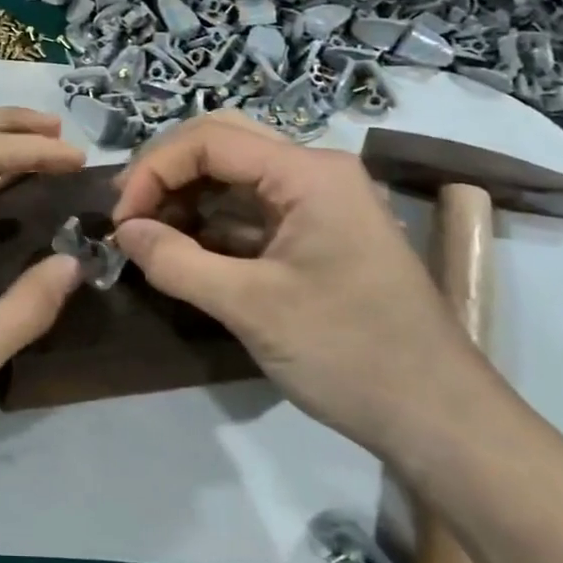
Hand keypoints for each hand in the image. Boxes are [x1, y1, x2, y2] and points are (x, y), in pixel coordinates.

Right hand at [111, 112, 490, 456]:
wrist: (441, 421)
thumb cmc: (350, 355)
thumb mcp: (251, 308)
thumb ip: (176, 261)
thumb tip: (123, 232)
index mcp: (308, 172)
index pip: (210, 140)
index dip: (154, 170)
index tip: (122, 220)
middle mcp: (315, 171)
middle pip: (222, 143)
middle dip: (167, 172)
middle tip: (129, 213)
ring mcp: (318, 202)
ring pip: (234, 174)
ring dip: (186, 196)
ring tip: (147, 233)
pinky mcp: (316, 233)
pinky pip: (250, 208)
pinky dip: (210, 222)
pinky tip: (182, 248)